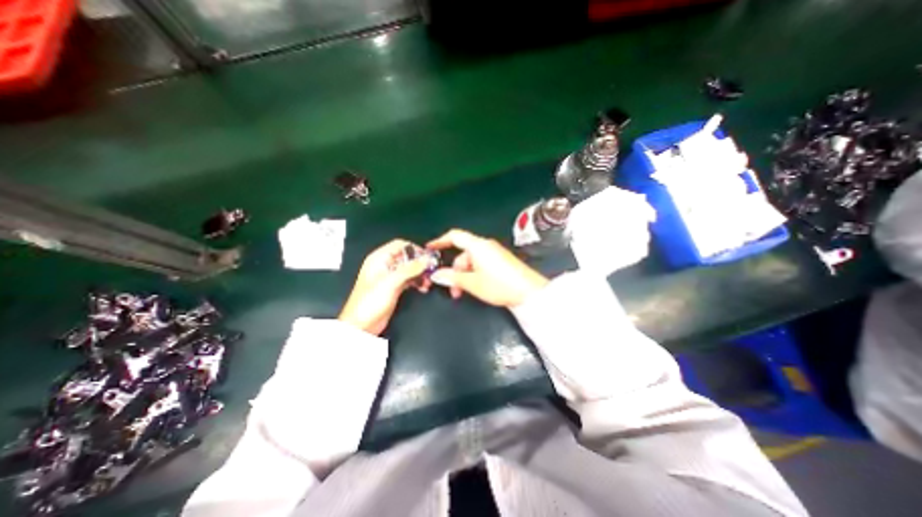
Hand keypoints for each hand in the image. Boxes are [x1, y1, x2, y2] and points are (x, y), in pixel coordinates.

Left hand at [339, 238, 431, 335]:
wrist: (361, 325)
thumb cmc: (368, 302)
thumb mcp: (391, 282)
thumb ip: (410, 269)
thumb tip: (425, 259)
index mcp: (379, 259)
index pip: (400, 245)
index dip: (415, 249)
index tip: (427, 257)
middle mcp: (385, 265)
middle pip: (407, 257)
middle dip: (420, 263)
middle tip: (431, 270)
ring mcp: (390, 277)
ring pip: (410, 269)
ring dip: (420, 273)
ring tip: (428, 281)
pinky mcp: (394, 287)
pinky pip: (409, 279)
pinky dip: (417, 282)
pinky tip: (423, 287)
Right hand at [424, 228, 545, 306]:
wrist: (529, 292)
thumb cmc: (499, 285)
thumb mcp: (473, 283)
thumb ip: (453, 278)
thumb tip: (436, 275)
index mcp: (477, 246)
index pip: (455, 236)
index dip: (440, 241)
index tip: (430, 249)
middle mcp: (485, 246)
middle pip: (463, 254)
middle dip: (455, 271)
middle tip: (452, 290)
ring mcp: (494, 253)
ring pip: (471, 261)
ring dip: (464, 276)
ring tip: (463, 293)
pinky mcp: (500, 261)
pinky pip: (481, 264)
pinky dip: (474, 274)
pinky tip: (474, 287)